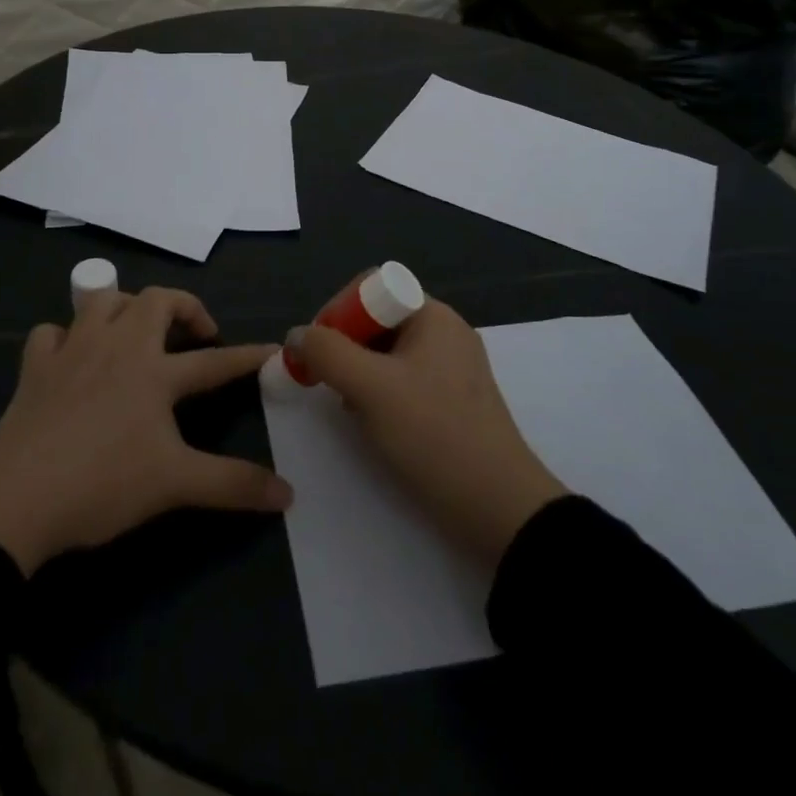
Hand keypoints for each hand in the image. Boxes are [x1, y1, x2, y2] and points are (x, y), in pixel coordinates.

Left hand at [0, 287, 291, 572]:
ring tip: (138, 330)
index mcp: (155, 372)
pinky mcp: (36, 367)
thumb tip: (289, 494)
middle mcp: (118, 346)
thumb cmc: (102, 484)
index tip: (271, 349)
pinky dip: (65, 336)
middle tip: (197, 335)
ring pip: (103, 300)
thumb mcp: (175, 485)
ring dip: (126, 305)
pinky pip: (51, 332)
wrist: (15, 499)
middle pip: (157, 301)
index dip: (246, 356)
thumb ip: (233, 485)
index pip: (214, 360)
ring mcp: (73, 351)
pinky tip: (71, 355)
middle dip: (185, 307)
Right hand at [291, 299, 566, 566]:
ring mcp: (451, 369)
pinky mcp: (452, 402)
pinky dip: (380, 395)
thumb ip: (327, 353)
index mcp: (433, 316)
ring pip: (387, 353)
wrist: (499, 509)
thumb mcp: (370, 388)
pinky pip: (403, 381)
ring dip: (358, 373)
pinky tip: (373, 424)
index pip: (372, 286)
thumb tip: (296, 334)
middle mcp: (444, 333)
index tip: (317, 350)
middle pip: (378, 319)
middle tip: (326, 382)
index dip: (338, 310)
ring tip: (350, 407)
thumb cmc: (433, 435)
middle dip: (345, 346)